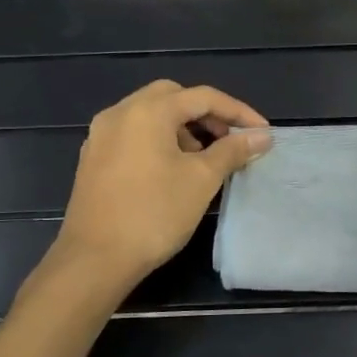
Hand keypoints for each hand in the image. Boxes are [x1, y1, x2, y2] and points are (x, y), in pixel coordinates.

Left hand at [53, 80, 270, 286]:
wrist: (95, 259)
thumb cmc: (154, 214)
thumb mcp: (202, 179)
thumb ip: (233, 151)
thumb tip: (261, 136)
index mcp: (147, 111)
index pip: (203, 97)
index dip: (238, 112)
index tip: (262, 132)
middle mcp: (119, 113)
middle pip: (172, 97)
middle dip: (206, 114)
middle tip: (229, 139)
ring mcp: (101, 135)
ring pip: (150, 115)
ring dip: (182, 127)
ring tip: (203, 157)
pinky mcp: (94, 158)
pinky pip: (133, 134)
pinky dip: (159, 139)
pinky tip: (172, 169)